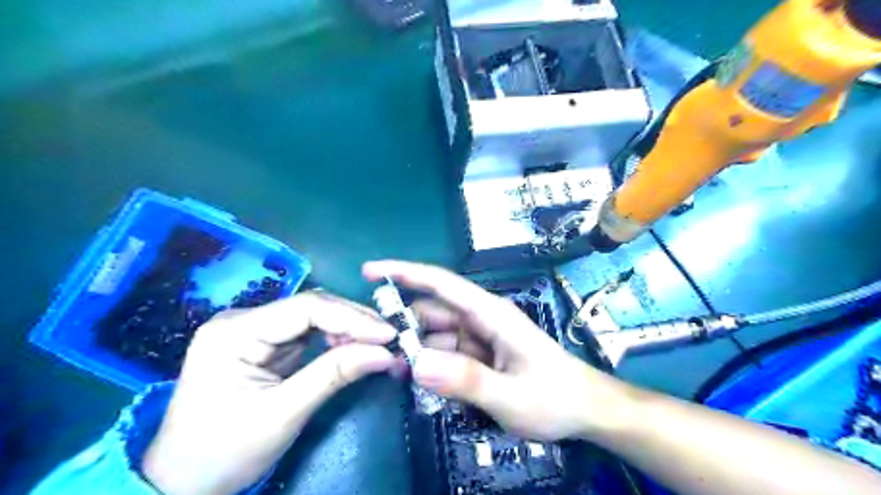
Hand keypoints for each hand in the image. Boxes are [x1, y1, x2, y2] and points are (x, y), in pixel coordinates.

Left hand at [143, 290, 395, 494]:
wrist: (183, 483)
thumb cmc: (223, 453)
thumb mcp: (282, 415)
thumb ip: (334, 375)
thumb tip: (385, 353)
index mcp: (234, 332)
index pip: (305, 309)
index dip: (351, 318)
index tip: (388, 335)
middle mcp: (243, 320)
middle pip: (311, 308)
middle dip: (354, 322)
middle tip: (390, 341)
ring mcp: (253, 330)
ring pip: (314, 317)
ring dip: (349, 330)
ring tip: (378, 346)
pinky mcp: (264, 344)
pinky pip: (309, 332)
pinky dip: (336, 340)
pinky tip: (355, 349)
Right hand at [362, 261, 629, 441]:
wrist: (585, 410)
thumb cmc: (554, 397)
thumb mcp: (511, 395)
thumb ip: (466, 380)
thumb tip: (417, 364)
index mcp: (491, 314)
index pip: (442, 284)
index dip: (406, 273)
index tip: (371, 272)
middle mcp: (481, 319)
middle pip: (433, 311)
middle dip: (402, 324)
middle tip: (373, 346)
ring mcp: (480, 337)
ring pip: (436, 334)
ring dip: (414, 348)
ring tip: (392, 370)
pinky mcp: (480, 354)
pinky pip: (446, 353)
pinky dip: (429, 363)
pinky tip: (417, 380)